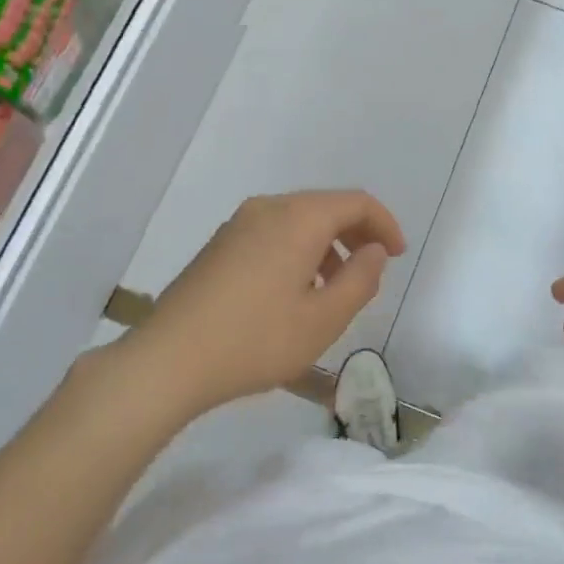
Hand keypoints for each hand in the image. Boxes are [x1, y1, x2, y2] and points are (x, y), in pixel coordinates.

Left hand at [123, 190, 405, 418]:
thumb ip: (360, 280)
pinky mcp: (219, 245)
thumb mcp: (323, 319)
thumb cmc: (255, 340)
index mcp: (298, 218)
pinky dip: (297, 251)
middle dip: (355, 234)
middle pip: (325, 206)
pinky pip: (272, 233)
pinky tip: (292, 293)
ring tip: (332, 290)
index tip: (396, 255)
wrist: (168, 360)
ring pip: (297, 221)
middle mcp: (268, 209)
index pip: (356, 202)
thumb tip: (374, 252)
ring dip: (325, 246)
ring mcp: (238, 224)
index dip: (384, 224)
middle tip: (370, 271)